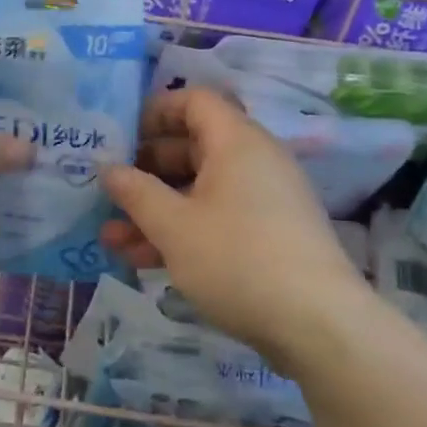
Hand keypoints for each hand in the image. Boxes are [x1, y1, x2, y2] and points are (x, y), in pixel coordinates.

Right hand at [100, 88, 360, 365]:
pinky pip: (218, 217)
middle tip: (110, 191)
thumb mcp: (174, 226)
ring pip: (200, 189)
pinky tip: (146, 261)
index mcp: (236, 141)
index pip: (194, 101)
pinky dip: (184, 230)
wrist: (319, 326)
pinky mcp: (270, 235)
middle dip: (146, 171)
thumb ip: (136, 192)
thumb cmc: (238, 259)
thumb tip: (107, 167)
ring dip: (157, 209)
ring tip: (113, 238)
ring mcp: (265, 199)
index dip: (155, 111)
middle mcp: (254, 160)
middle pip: (193, 147)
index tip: (121, 137)